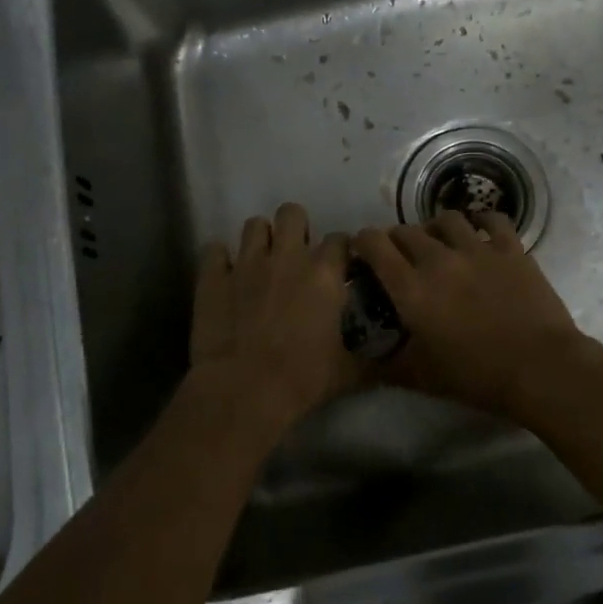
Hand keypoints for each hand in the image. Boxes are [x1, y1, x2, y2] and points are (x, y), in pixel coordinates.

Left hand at [190, 203, 353, 430]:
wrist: (244, 390)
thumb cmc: (302, 378)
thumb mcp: (347, 373)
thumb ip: (369, 360)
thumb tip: (389, 363)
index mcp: (324, 274)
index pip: (339, 240)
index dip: (340, 250)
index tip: (340, 265)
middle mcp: (287, 257)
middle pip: (292, 213)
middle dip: (296, 227)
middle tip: (296, 254)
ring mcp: (246, 263)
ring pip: (254, 225)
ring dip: (260, 239)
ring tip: (261, 261)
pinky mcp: (213, 278)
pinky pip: (214, 250)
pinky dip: (220, 259)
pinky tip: (225, 274)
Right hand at [351, 211, 590, 419]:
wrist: (538, 368)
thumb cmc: (475, 375)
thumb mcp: (421, 377)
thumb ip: (387, 364)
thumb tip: (363, 360)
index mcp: (411, 288)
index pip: (375, 245)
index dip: (363, 241)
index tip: (363, 250)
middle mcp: (438, 259)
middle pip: (406, 230)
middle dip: (396, 239)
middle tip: (400, 255)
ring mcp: (477, 249)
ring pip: (446, 219)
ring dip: (435, 228)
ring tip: (439, 242)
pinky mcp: (510, 248)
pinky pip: (492, 219)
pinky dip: (481, 220)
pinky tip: (480, 230)